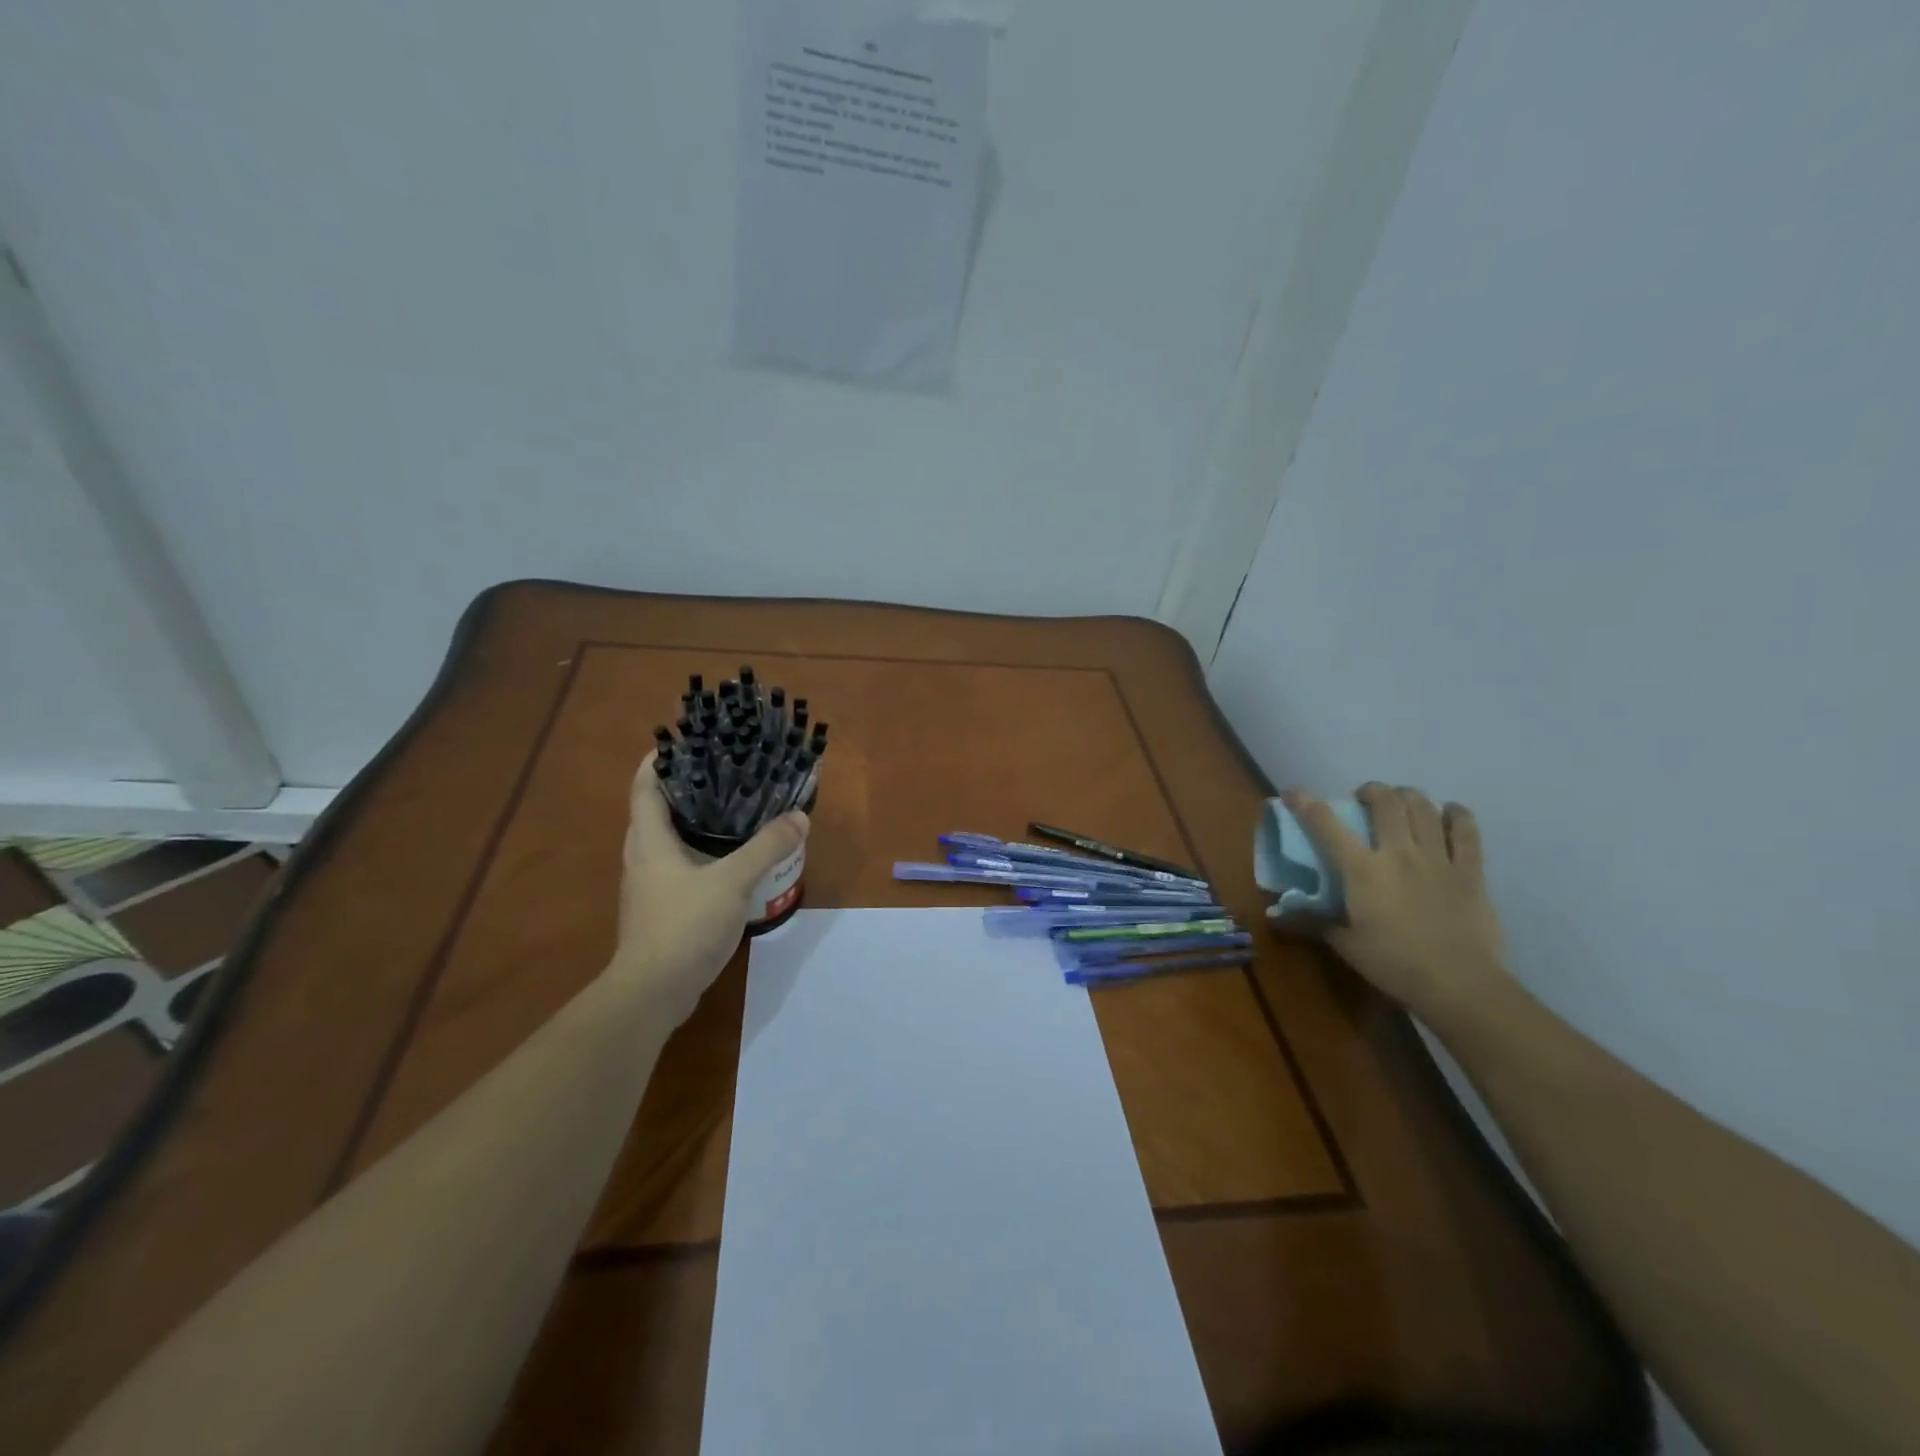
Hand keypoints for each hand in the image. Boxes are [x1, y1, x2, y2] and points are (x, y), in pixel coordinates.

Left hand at [607, 753, 809, 1024]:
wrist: (653, 992)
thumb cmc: (683, 926)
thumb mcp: (732, 882)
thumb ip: (766, 848)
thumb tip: (799, 817)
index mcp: (649, 839)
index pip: (645, 785)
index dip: (660, 758)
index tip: (687, 739)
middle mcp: (643, 856)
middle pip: (657, 809)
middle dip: (685, 786)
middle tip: (723, 769)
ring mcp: (650, 884)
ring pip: (670, 839)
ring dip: (695, 821)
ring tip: (733, 807)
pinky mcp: (662, 907)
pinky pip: (680, 865)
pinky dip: (702, 851)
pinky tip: (732, 858)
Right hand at [1281, 783, 1513, 1030]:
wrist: (1459, 984)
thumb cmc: (1393, 965)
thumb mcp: (1345, 944)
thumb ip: (1315, 920)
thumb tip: (1282, 914)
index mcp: (1362, 871)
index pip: (1326, 825)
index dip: (1306, 803)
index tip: (1294, 793)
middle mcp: (1398, 853)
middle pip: (1385, 802)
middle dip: (1371, 791)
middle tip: (1364, 800)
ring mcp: (1437, 859)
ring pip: (1423, 807)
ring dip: (1408, 796)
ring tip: (1402, 802)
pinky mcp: (1470, 870)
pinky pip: (1467, 830)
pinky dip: (1456, 815)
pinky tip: (1449, 813)